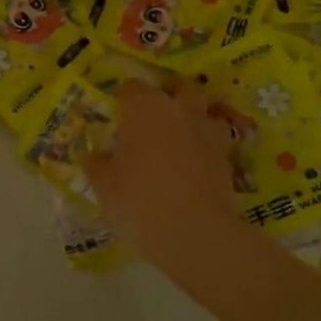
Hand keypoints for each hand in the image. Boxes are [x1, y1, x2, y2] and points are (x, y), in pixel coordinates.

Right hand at [85, 78, 241, 270]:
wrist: (193, 233)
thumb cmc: (138, 201)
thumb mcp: (104, 186)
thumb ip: (97, 164)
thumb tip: (93, 155)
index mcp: (144, 108)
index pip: (131, 88)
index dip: (124, 100)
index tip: (118, 117)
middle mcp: (179, 110)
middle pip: (181, 87)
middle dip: (172, 96)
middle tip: (155, 120)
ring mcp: (207, 132)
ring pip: (206, 112)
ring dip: (195, 121)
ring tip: (181, 143)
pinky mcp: (227, 158)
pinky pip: (216, 143)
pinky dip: (207, 149)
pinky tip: (195, 169)